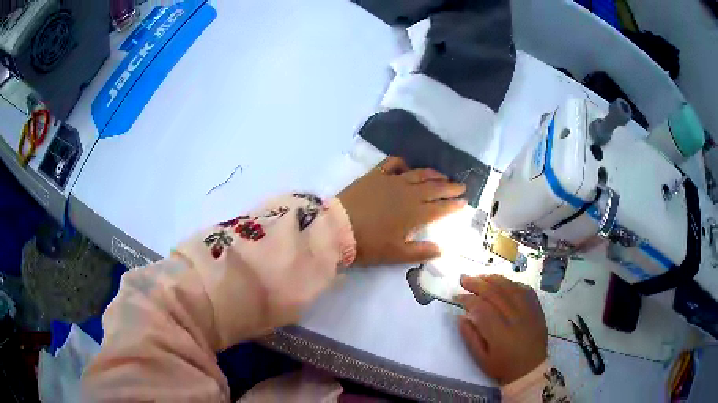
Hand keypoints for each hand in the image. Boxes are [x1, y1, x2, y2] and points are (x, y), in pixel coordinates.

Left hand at [337, 157, 465, 266]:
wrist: (337, 229)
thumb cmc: (368, 245)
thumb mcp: (396, 255)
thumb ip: (420, 252)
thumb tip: (441, 249)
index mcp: (415, 213)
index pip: (440, 208)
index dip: (454, 205)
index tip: (464, 202)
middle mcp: (408, 193)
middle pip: (434, 187)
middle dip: (450, 187)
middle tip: (461, 186)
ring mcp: (391, 181)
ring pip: (418, 174)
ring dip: (433, 174)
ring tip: (443, 175)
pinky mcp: (375, 175)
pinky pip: (393, 164)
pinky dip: (403, 163)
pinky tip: (407, 167)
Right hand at [456, 275, 547, 384]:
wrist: (531, 369)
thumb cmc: (503, 366)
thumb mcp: (481, 359)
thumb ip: (470, 337)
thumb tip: (461, 316)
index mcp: (500, 334)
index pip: (482, 308)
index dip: (468, 299)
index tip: (457, 296)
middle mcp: (516, 318)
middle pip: (496, 294)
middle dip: (477, 284)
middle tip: (464, 278)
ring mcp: (529, 311)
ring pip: (511, 288)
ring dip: (494, 279)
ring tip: (480, 276)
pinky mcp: (537, 309)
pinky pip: (525, 290)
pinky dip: (512, 283)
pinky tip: (502, 282)